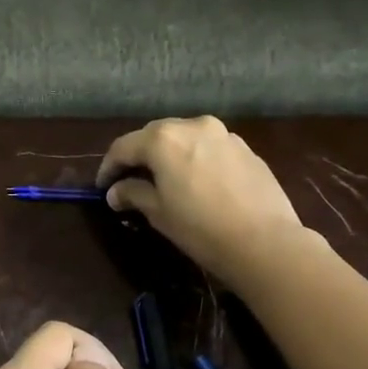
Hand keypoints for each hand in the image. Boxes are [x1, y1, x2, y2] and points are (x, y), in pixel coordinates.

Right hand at [97, 116, 305, 285]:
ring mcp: (223, 134)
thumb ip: (133, 194)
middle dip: (139, 156)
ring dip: (168, 155)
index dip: (108, 167)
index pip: (123, 147)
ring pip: (184, 138)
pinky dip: (194, 159)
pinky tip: (196, 182)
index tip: (102, 187)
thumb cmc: (200, 228)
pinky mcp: (246, 149)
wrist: (264, 242)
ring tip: (163, 180)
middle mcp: (192, 126)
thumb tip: (115, 192)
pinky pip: (209, 148)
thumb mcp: (158, 213)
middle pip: (154, 136)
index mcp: (163, 139)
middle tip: (129, 180)